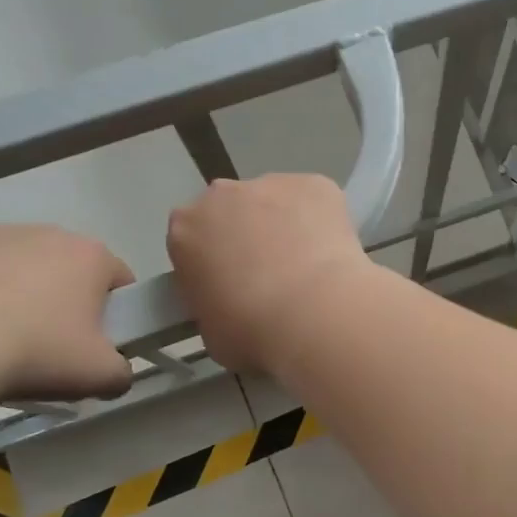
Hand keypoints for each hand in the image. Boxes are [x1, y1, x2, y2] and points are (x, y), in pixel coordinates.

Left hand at [0, 223, 134, 401]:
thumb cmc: (34, 354)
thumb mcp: (100, 376)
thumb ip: (121, 371)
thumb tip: (115, 371)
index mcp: (90, 256)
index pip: (117, 278)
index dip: (112, 311)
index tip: (94, 341)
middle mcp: (42, 231)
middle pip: (60, 266)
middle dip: (55, 298)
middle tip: (41, 345)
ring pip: (5, 262)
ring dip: (4, 290)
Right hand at [167, 174, 371, 372]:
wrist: (313, 315)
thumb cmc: (251, 332)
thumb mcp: (210, 330)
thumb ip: (212, 303)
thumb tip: (230, 303)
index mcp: (185, 229)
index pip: (192, 240)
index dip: (212, 262)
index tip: (230, 285)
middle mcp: (222, 195)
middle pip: (232, 211)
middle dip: (247, 236)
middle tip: (271, 276)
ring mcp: (272, 184)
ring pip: (275, 203)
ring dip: (285, 226)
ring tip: (308, 268)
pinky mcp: (317, 184)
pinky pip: (315, 201)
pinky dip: (322, 220)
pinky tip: (332, 254)